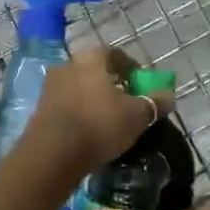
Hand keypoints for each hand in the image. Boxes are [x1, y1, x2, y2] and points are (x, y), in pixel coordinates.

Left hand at [26, 47, 174, 174]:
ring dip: (95, 99)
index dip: (133, 69)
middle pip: (96, 70)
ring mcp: (50, 86)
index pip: (116, 55)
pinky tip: (90, 131)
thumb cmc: (99, 125)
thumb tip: (169, 96)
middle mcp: (68, 64)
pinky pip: (68, 105)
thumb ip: (155, 103)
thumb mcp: (137, 116)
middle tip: (128, 103)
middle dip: (113, 85)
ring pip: (80, 88)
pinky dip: (81, 112)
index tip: (143, 86)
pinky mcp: (40, 109)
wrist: (52, 155)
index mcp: (91, 57)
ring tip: (110, 120)